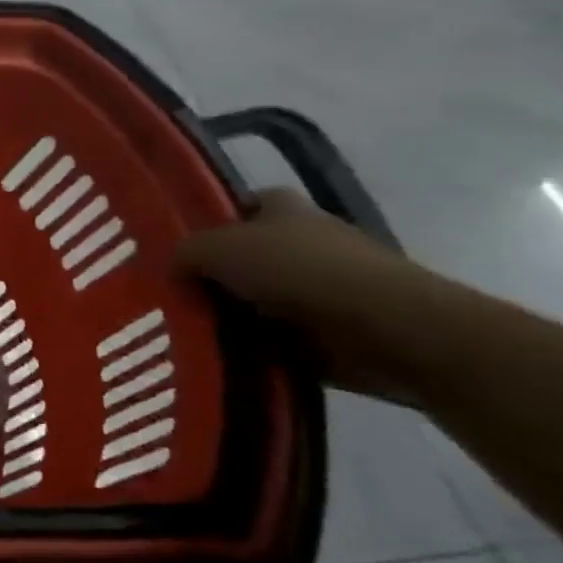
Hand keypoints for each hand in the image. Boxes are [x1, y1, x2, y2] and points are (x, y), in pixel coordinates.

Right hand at [176, 189, 418, 403]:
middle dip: (214, 275)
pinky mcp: (338, 330)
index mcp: (282, 207)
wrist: (391, 329)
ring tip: (189, 330)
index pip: (235, 206)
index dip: (205, 223)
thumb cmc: (300, 271)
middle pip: (245, 256)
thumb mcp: (216, 248)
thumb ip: (184, 252)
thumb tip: (173, 270)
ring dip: (234, 316)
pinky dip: (258, 347)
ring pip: (260, 299)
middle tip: (171, 295)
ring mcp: (326, 286)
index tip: (175, 250)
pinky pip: (281, 338)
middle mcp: (306, 239)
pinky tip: (225, 355)